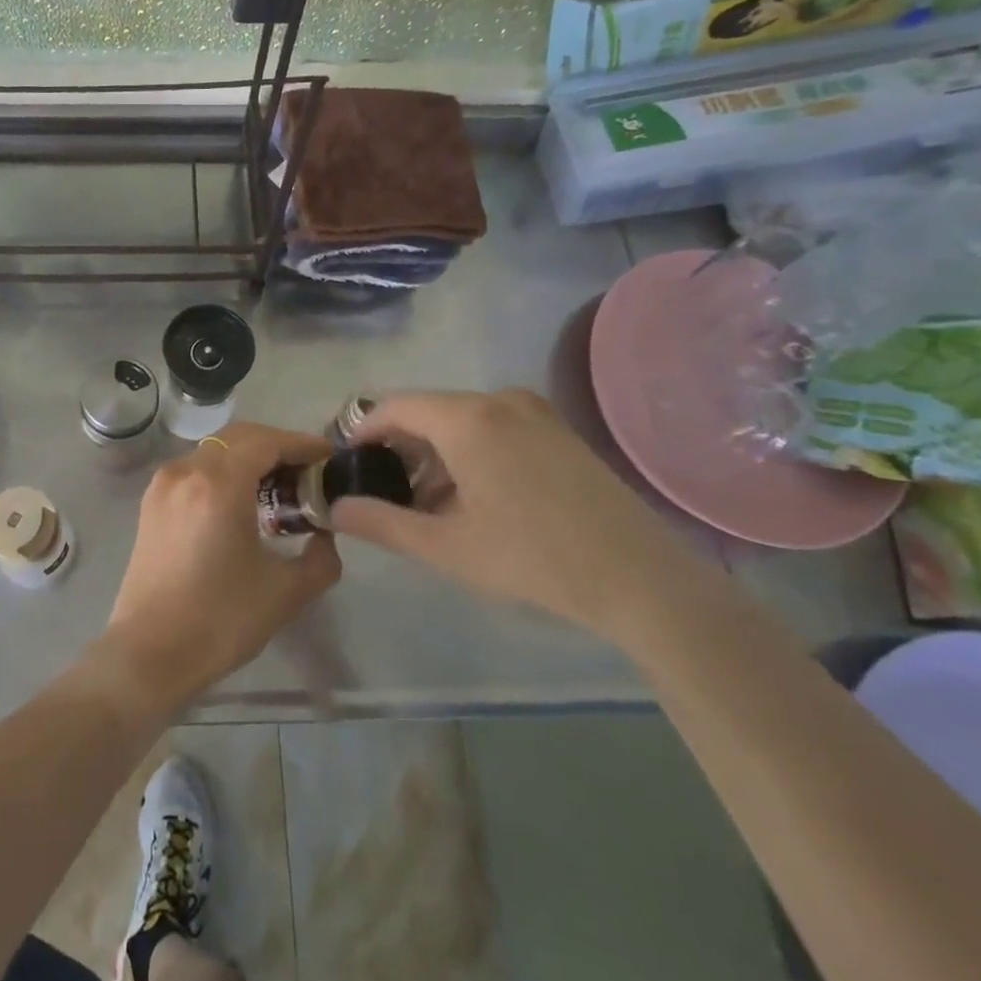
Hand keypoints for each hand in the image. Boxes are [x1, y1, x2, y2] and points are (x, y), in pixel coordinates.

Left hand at [102, 422, 341, 709]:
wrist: (150, 654)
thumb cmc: (220, 621)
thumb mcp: (286, 592)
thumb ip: (321, 557)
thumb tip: (326, 534)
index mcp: (218, 484)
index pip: (267, 441)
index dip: (302, 444)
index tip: (330, 458)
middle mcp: (186, 471)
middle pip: (238, 439)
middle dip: (276, 447)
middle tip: (308, 473)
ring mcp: (163, 485)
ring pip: (214, 452)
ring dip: (248, 459)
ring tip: (279, 488)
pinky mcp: (151, 503)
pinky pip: (195, 470)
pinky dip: (223, 473)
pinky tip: (241, 503)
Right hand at [331, 389, 688, 639]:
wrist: (643, 580)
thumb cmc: (534, 559)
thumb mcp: (446, 547)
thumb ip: (382, 523)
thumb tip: (337, 508)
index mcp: (467, 418)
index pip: (393, 406)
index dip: (362, 432)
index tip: (347, 465)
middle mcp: (499, 400)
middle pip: (427, 412)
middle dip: (399, 450)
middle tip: (386, 495)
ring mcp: (535, 412)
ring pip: (460, 420)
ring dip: (434, 455)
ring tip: (429, 507)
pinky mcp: (558, 431)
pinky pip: (493, 427)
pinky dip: (468, 453)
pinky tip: (473, 499)